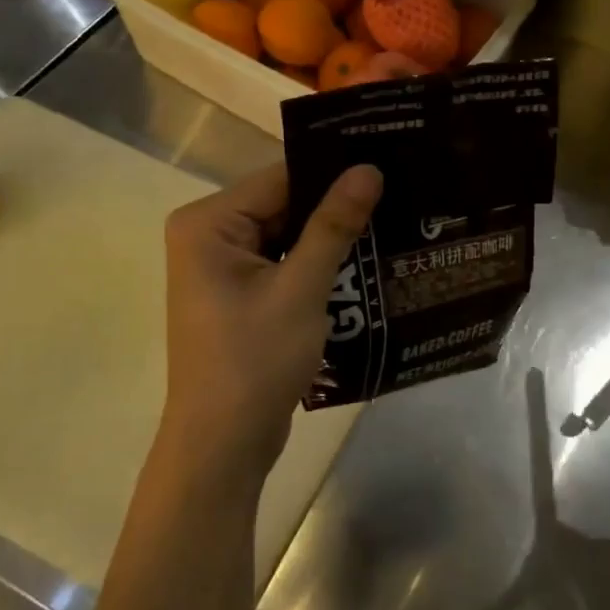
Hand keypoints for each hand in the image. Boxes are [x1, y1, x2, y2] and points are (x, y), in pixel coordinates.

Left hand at [156, 162, 382, 482]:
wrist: (224, 445)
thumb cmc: (254, 361)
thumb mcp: (301, 289)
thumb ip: (333, 225)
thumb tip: (368, 169)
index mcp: (208, 223)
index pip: (280, 178)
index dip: (334, 172)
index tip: (389, 165)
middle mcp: (209, 236)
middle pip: (284, 205)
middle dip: (336, 208)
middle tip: (401, 196)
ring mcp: (223, 268)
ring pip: (289, 236)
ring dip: (332, 239)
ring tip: (395, 223)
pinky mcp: (241, 295)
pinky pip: (285, 265)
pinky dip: (319, 266)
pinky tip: (367, 262)